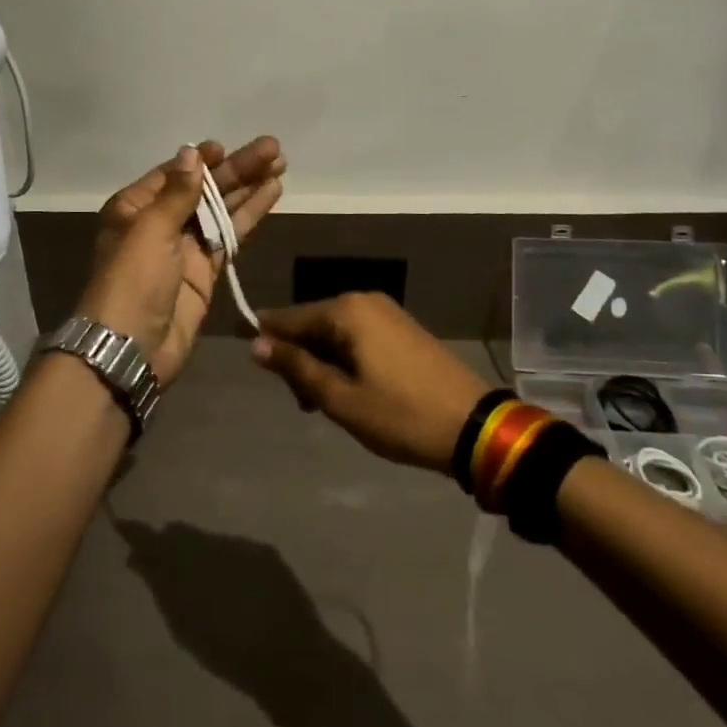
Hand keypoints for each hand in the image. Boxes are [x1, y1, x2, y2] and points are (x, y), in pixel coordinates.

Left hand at [77, 137, 283, 384]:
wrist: (132, 348)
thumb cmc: (133, 279)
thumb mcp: (151, 229)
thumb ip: (178, 193)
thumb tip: (192, 153)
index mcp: (135, 206)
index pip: (175, 173)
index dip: (203, 160)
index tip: (228, 148)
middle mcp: (160, 222)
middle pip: (204, 188)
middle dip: (237, 169)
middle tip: (274, 149)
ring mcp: (185, 247)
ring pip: (221, 209)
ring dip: (249, 188)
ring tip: (281, 164)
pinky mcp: (205, 270)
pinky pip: (230, 236)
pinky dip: (250, 216)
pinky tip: (271, 195)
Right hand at [250, 293, 489, 472]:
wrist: (474, 427)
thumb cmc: (400, 415)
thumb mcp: (340, 398)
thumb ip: (296, 367)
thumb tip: (256, 343)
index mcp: (346, 311)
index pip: (289, 317)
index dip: (267, 339)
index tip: (251, 362)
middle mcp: (364, 300)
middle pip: (313, 323)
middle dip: (300, 358)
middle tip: (303, 403)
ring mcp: (386, 312)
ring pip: (335, 332)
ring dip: (322, 362)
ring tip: (326, 404)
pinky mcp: (402, 328)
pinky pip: (358, 336)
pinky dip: (345, 359)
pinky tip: (350, 389)